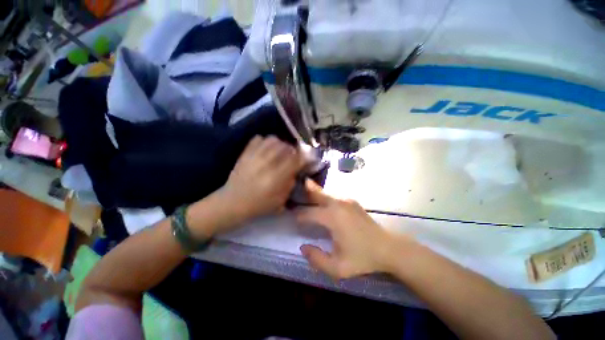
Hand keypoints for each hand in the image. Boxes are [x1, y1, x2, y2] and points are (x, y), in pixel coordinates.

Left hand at [220, 135, 305, 223]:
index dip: (304, 157)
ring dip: (281, 144)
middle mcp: (267, 163)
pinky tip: (267, 149)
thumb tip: (295, 169)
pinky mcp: (246, 153)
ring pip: (274, 139)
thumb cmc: (259, 204)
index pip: (296, 160)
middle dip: (293, 150)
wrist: (233, 202)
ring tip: (280, 151)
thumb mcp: (281, 199)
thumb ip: (291, 182)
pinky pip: (259, 138)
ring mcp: (255, 156)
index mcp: (277, 177)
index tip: (306, 159)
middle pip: (286, 146)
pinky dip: (266, 141)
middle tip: (292, 156)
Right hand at [297, 180, 411, 279]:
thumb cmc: (363, 258)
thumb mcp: (338, 268)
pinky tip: (321, 199)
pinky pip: (333, 195)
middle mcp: (338, 204)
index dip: (299, 216)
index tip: (293, 218)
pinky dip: (324, 195)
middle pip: (317, 193)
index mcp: (333, 218)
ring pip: (325, 192)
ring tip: (304, 189)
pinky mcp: (352, 201)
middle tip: (295, 187)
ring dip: (314, 191)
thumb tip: (303, 247)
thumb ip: (317, 259)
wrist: (388, 248)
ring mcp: (346, 200)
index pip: (309, 213)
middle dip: (305, 190)